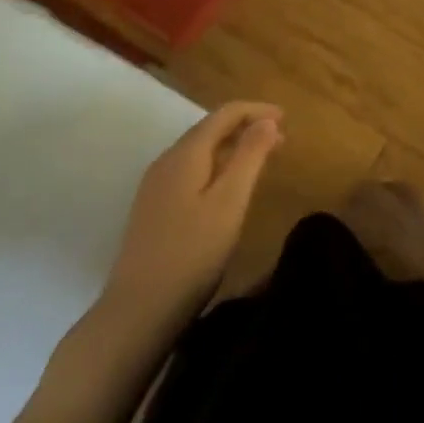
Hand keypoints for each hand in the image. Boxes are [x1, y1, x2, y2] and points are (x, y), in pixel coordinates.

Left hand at [101, 102, 284, 328]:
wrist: (137, 312)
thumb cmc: (192, 253)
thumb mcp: (230, 202)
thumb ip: (250, 156)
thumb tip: (266, 120)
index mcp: (186, 154)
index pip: (225, 114)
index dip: (257, 110)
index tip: (286, 119)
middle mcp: (167, 161)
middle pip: (210, 129)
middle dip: (247, 128)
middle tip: (280, 140)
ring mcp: (155, 186)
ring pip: (200, 151)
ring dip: (232, 148)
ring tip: (260, 161)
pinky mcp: (153, 209)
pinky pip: (190, 171)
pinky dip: (217, 166)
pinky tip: (228, 188)